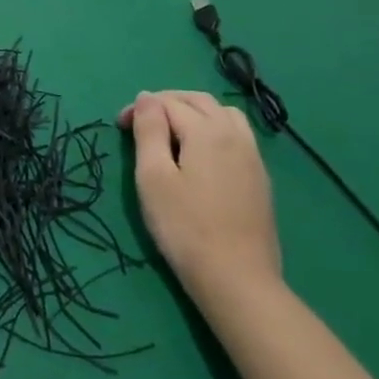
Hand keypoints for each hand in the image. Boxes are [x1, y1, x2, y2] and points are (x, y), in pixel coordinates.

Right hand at [119, 90, 281, 303]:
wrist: (237, 279)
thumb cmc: (185, 227)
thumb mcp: (153, 176)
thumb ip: (149, 131)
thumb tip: (146, 98)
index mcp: (206, 131)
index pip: (167, 103)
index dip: (139, 109)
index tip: (119, 127)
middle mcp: (234, 134)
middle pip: (198, 100)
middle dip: (167, 103)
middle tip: (141, 123)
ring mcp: (252, 156)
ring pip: (223, 114)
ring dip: (194, 112)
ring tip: (172, 132)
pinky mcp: (260, 178)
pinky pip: (237, 135)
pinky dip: (214, 129)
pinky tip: (201, 154)